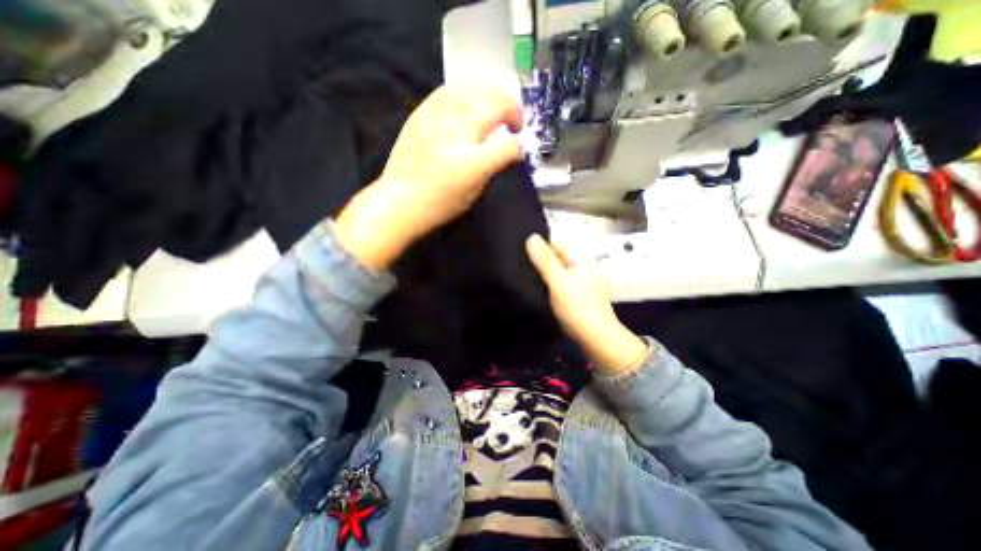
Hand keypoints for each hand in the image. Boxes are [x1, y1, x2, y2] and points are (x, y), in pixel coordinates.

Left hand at [334, 83, 523, 268]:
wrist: (400, 201)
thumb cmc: (441, 201)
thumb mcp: (476, 188)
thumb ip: (497, 162)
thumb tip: (513, 148)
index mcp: (472, 153)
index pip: (506, 130)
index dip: (518, 129)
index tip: (518, 136)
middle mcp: (456, 127)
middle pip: (491, 98)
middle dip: (507, 105)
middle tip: (510, 120)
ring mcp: (435, 116)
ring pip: (470, 88)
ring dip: (487, 96)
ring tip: (490, 110)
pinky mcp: (420, 114)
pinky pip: (447, 91)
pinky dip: (464, 94)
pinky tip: (465, 106)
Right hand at [525, 236, 648, 371]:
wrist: (596, 338)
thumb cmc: (578, 308)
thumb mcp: (558, 282)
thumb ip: (544, 260)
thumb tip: (531, 236)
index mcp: (580, 257)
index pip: (555, 241)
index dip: (538, 245)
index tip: (520, 254)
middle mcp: (580, 264)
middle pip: (554, 255)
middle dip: (538, 260)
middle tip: (519, 267)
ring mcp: (578, 279)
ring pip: (554, 269)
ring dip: (541, 273)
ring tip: (523, 277)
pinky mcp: (574, 292)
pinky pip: (557, 281)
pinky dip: (547, 283)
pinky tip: (536, 289)